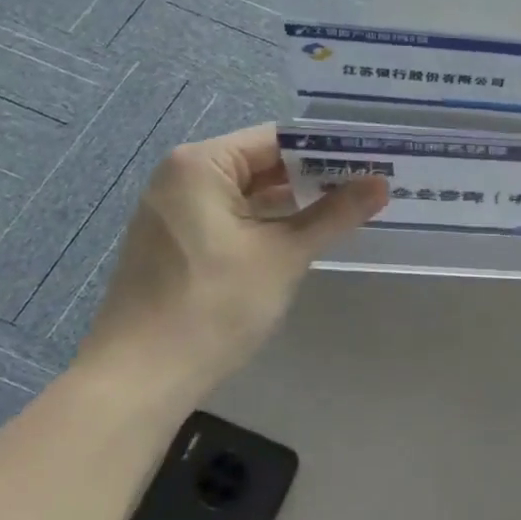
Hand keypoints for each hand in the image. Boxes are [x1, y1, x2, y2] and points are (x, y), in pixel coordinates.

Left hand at [82, 124, 386, 384]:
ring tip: (350, 206)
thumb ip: (334, 214)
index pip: (278, 139)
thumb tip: (381, 184)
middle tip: (371, 184)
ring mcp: (174, 210)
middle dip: (315, 175)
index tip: (373, 160)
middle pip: (262, 162)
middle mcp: (182, 176)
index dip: (329, 149)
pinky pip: (231, 215)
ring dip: (294, 200)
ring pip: (248, 192)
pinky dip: (267, 221)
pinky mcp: (175, 241)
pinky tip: (306, 233)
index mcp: (201, 164)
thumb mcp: (284, 254)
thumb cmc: (214, 306)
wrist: (139, 380)